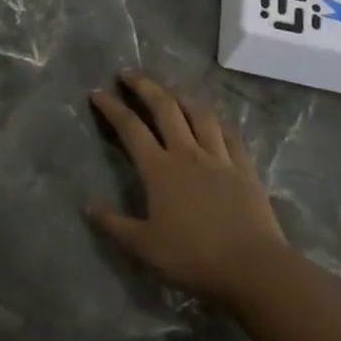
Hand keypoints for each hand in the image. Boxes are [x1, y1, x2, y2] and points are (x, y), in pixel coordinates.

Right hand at [87, 70, 287, 305]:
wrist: (253, 267)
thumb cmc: (194, 257)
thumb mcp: (145, 247)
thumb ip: (115, 225)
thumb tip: (87, 206)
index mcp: (159, 169)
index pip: (130, 128)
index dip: (112, 107)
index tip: (97, 92)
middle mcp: (187, 153)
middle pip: (164, 108)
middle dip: (144, 86)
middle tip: (129, 73)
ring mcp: (218, 157)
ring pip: (199, 114)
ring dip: (181, 96)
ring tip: (170, 89)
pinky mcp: (244, 168)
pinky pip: (230, 135)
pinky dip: (217, 122)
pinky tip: (213, 119)